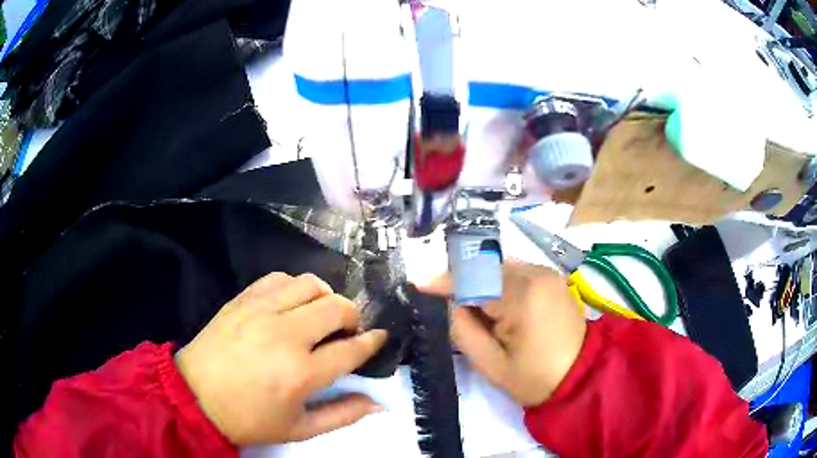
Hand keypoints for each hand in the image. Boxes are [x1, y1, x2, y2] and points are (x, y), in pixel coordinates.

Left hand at [175, 272, 386, 445]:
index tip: (378, 338)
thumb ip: (343, 415)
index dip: (371, 342)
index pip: (351, 349)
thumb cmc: (249, 419)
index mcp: (301, 372)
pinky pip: (278, 278)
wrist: (195, 397)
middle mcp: (285, 334)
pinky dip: (294, 287)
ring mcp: (261, 311)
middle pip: (336, 307)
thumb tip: (378, 403)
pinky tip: (291, 304)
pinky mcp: (242, 300)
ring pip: (310, 284)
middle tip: (347, 331)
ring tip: (320, 315)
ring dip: (325, 297)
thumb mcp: (300, 429)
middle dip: (353, 317)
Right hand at [422, 263, 586, 406]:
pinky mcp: (553, 278)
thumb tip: (451, 305)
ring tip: (474, 310)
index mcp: (522, 297)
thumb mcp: (491, 364)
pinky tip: (497, 306)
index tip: (419, 284)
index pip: (473, 281)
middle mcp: (536, 274)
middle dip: (463, 283)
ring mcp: (547, 273)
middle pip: (486, 269)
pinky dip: (499, 284)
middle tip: (448, 305)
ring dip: (482, 284)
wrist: (582, 375)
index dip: (444, 282)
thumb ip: (463, 331)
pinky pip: (516, 273)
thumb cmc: (535, 377)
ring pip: (500, 269)